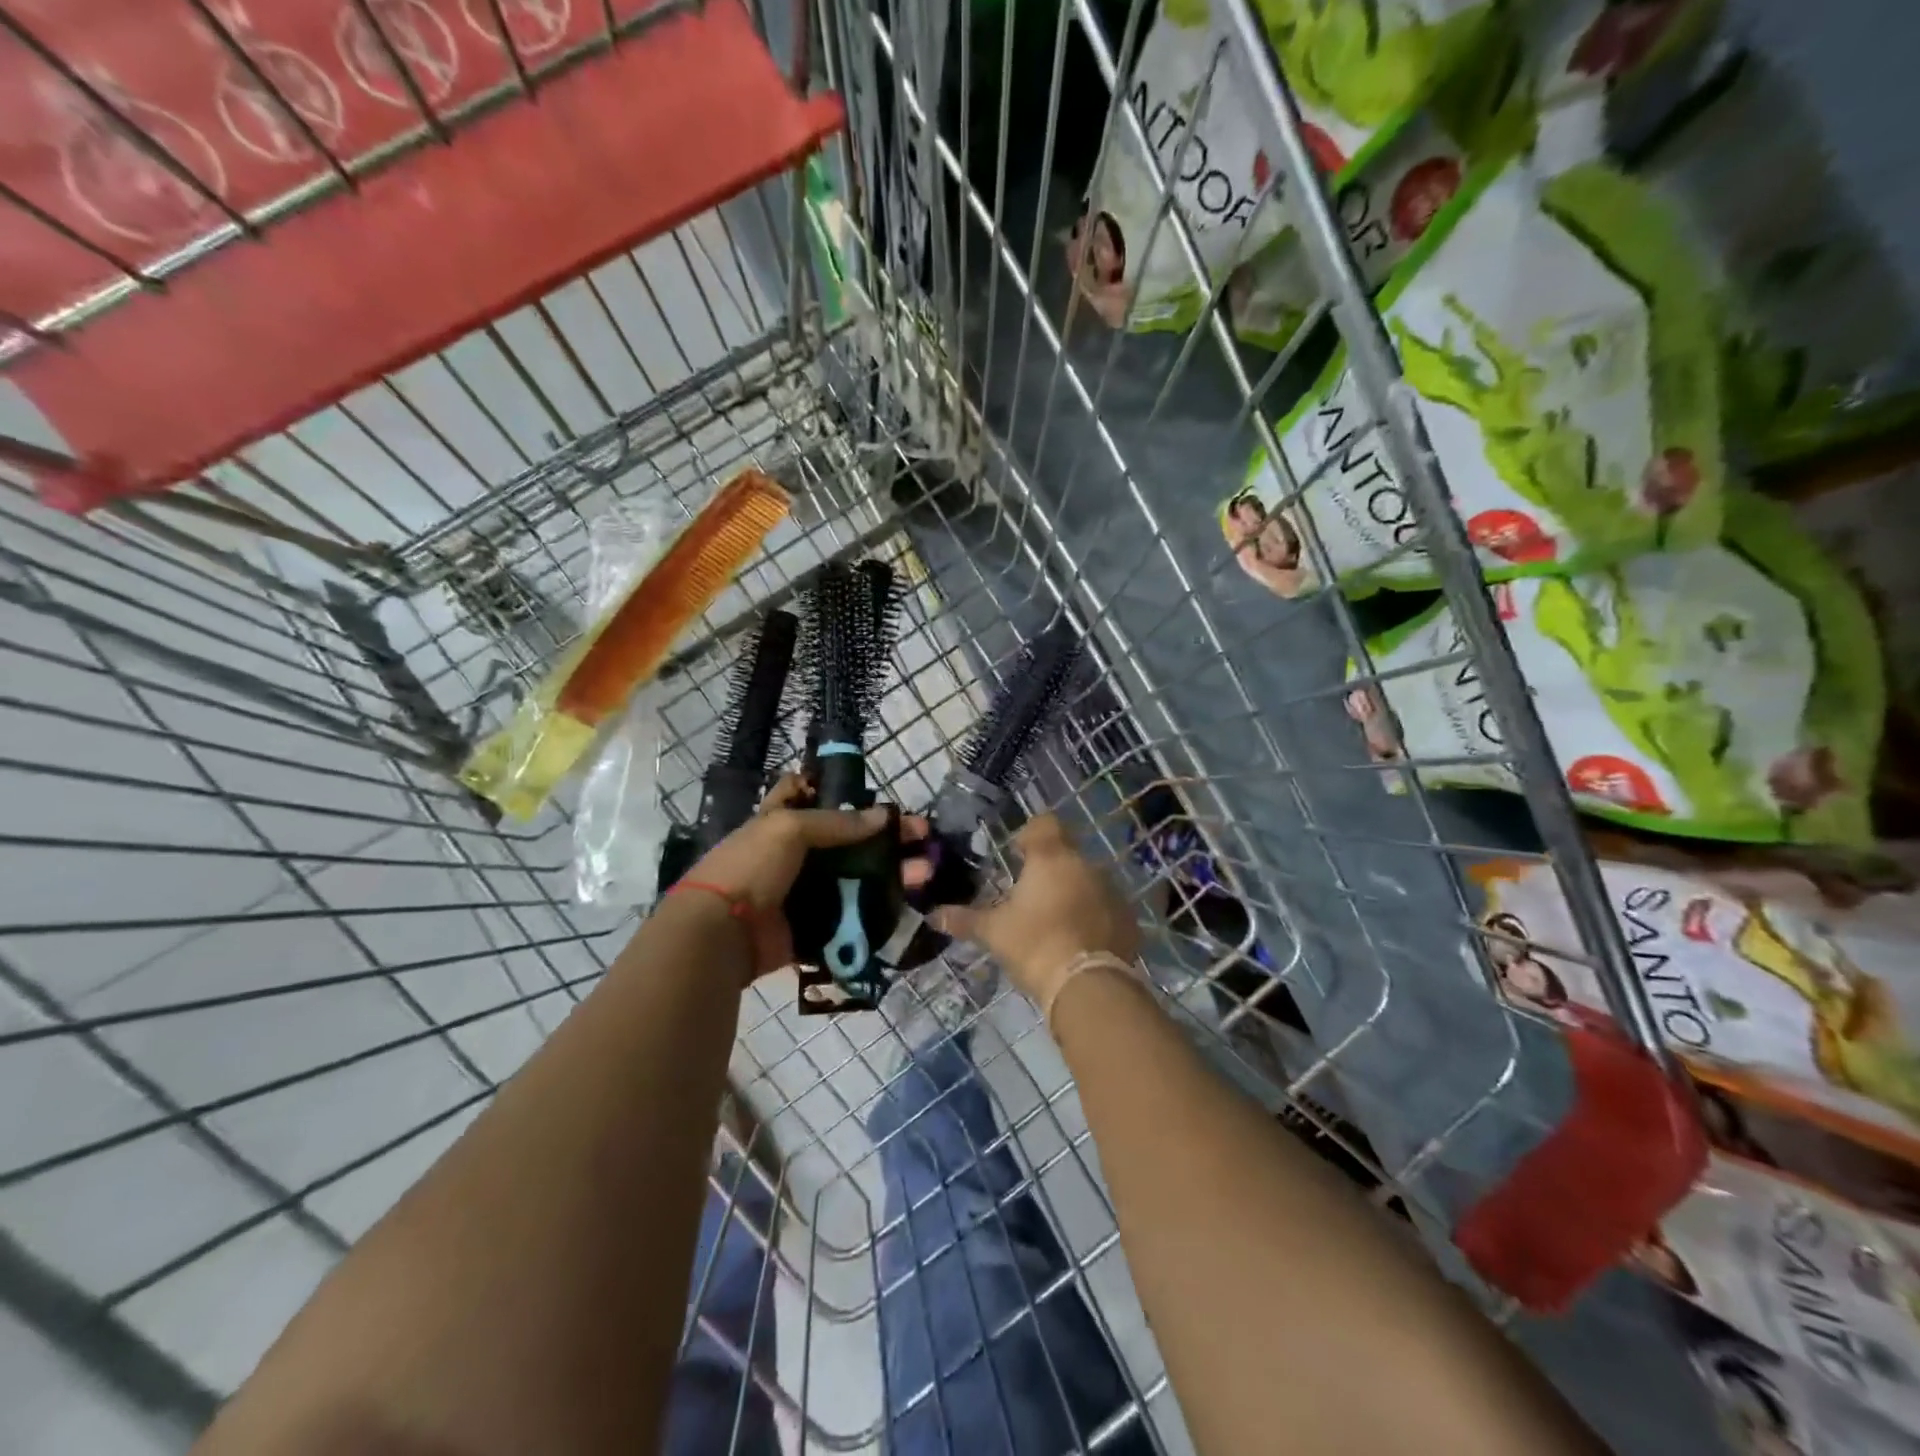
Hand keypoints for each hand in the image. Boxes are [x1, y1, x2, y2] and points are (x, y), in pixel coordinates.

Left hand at [685, 775, 927, 980]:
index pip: (807, 795)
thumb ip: (838, 822)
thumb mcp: (788, 828)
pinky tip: (908, 902)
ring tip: (926, 872)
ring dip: (892, 873)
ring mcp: (806, 892)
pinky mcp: (815, 925)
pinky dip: (878, 910)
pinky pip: (852, 915)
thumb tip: (884, 816)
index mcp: (781, 821)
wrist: (722, 933)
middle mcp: (796, 855)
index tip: (872, 794)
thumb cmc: (751, 866)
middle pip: (848, 840)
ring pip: (857, 878)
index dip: (836, 791)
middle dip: (886, 837)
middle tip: (924, 837)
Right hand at [933, 813, 1138, 1006]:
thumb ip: (964, 920)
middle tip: (1031, 896)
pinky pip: (1107, 907)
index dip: (1030, 834)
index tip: (1018, 854)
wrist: (1088, 985)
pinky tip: (1080, 941)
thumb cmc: (1034, 945)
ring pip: (1089, 880)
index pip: (1045, 823)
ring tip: (1055, 922)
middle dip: (1050, 869)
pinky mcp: (1128, 919)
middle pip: (1067, 854)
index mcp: (1051, 858)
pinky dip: (1094, 916)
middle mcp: (1086, 865)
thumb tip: (932, 916)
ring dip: (1073, 892)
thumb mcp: (994, 932)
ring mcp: (1112, 891)